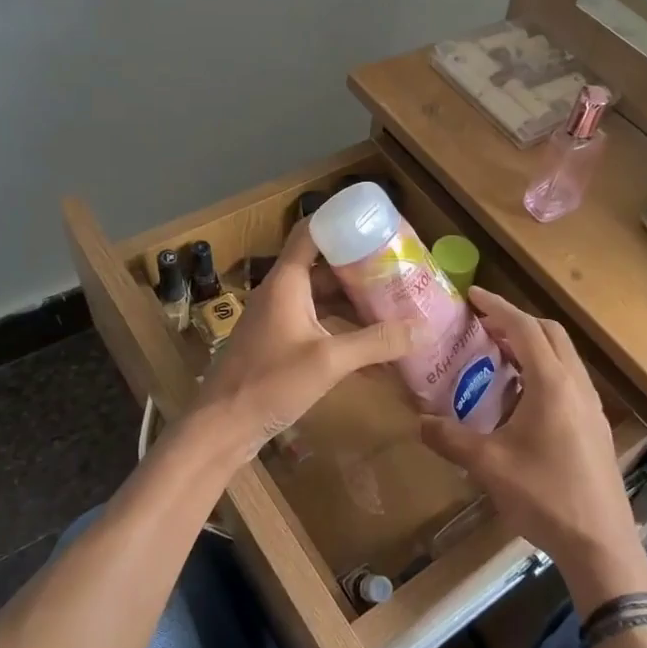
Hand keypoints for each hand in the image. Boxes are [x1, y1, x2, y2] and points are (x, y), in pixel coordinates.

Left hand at [187, 222, 420, 458]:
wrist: (222, 427)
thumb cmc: (270, 383)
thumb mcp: (329, 361)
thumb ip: (377, 342)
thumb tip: (425, 329)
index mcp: (286, 281)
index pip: (311, 232)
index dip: (340, 220)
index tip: (375, 222)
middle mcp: (281, 292)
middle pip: (324, 267)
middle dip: (361, 267)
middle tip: (399, 268)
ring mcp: (279, 318)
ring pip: (323, 298)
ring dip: (354, 302)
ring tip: (394, 304)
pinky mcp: (279, 343)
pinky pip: (317, 324)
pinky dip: (343, 330)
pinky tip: (373, 349)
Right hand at [418, 288, 643, 584]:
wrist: (600, 542)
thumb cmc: (545, 495)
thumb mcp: (489, 466)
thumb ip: (451, 439)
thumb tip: (419, 422)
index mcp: (552, 383)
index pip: (525, 328)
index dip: (498, 307)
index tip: (473, 296)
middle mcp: (576, 384)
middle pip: (550, 333)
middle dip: (516, 322)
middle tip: (483, 327)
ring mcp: (590, 404)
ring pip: (563, 356)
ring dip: (533, 346)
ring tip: (498, 358)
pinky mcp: (595, 424)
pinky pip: (569, 379)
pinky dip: (544, 370)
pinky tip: (522, 398)